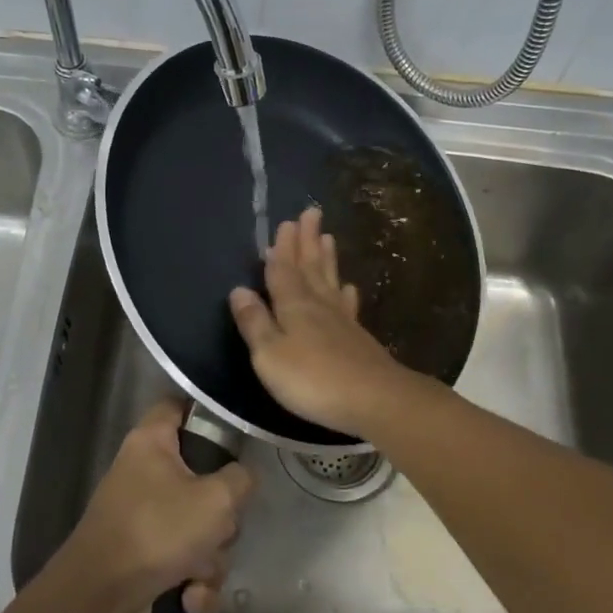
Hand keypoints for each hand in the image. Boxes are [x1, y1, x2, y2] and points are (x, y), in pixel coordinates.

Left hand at [59, 398, 254, 612]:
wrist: (99, 601)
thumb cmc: (157, 532)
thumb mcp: (215, 500)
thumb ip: (240, 480)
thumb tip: (242, 478)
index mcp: (152, 442)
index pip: (178, 405)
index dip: (207, 411)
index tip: (236, 431)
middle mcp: (144, 473)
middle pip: (202, 476)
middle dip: (221, 512)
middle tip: (220, 524)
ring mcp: (143, 517)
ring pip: (198, 525)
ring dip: (210, 556)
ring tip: (200, 571)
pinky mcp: (144, 558)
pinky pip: (184, 561)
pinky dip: (192, 581)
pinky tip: (189, 597)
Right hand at [228, 206, 424, 440]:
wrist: (374, 399)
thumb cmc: (312, 379)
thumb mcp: (269, 354)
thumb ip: (254, 323)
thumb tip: (239, 290)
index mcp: (293, 306)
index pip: (283, 271)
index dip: (281, 249)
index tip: (285, 222)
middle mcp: (318, 305)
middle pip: (310, 267)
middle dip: (307, 242)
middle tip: (310, 213)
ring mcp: (342, 320)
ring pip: (330, 281)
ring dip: (326, 259)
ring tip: (327, 237)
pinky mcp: (358, 338)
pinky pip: (348, 305)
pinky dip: (346, 293)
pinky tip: (349, 288)